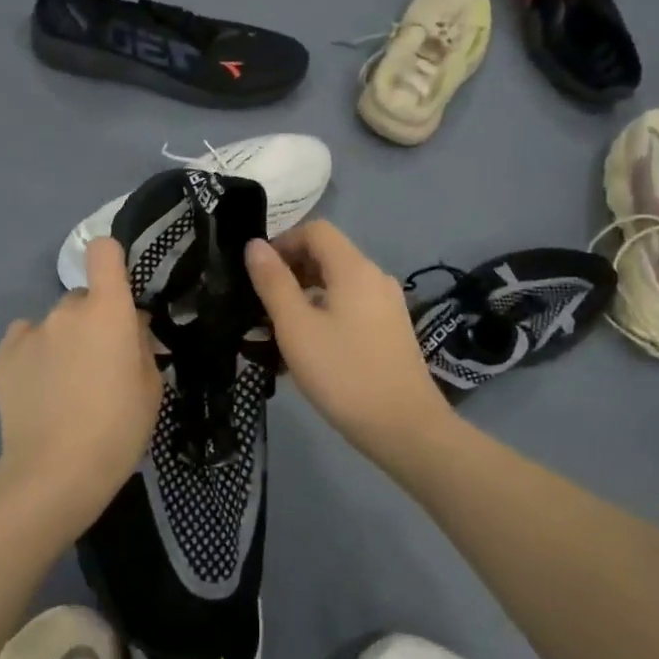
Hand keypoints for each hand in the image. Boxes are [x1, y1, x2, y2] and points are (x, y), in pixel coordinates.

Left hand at [0, 237, 162, 521]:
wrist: (56, 472)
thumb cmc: (118, 430)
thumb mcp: (151, 387)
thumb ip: (141, 344)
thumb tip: (130, 325)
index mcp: (108, 311)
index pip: (103, 252)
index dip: (111, 261)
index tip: (118, 289)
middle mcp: (66, 310)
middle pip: (83, 298)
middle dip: (94, 320)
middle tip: (100, 361)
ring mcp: (31, 331)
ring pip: (55, 322)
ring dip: (64, 340)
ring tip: (67, 384)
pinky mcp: (4, 355)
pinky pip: (27, 339)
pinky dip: (36, 353)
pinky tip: (41, 387)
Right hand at [244, 221, 450, 454]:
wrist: (403, 427)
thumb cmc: (343, 373)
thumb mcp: (296, 327)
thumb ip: (273, 283)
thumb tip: (255, 245)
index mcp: (354, 269)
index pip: (316, 231)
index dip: (283, 242)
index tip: (257, 272)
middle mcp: (376, 278)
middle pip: (329, 255)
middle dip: (291, 270)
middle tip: (261, 302)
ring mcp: (388, 305)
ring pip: (338, 285)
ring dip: (305, 296)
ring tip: (278, 329)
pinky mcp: (391, 331)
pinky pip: (351, 307)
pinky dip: (325, 314)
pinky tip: (308, 349)